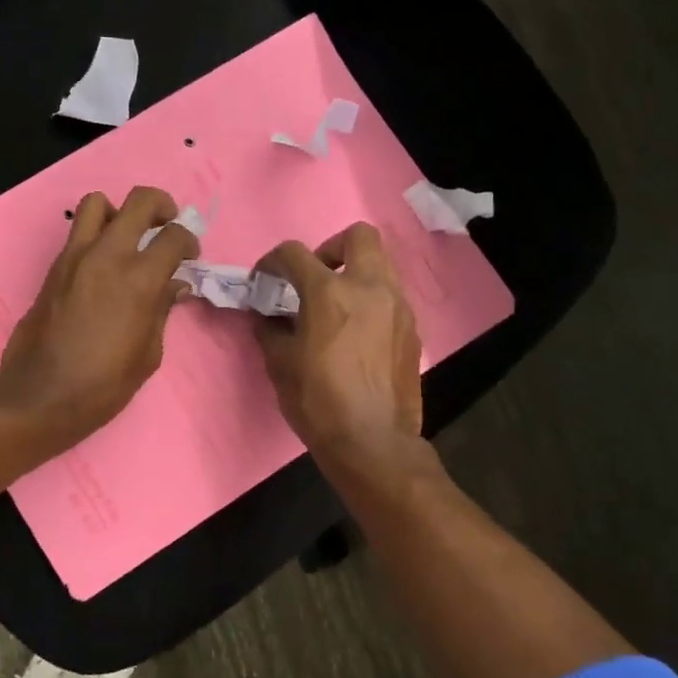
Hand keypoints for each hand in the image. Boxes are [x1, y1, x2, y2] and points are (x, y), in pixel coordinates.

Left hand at [0, 186, 199, 455]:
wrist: (42, 394)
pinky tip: (103, 265)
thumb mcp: (148, 352)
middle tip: (167, 223)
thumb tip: (174, 285)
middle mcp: (108, 255)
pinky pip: (78, 232)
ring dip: (119, 212)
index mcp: (140, 279)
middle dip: (162, 206)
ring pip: (98, 203)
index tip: (190, 256)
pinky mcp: (54, 267)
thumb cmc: (105, 383)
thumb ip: (162, 310)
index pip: (174, 236)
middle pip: (140, 201)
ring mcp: (76, 257)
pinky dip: (96, 235)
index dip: (189, 240)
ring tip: (127, 236)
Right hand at [254, 222, 425, 479]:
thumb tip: (266, 315)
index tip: (265, 279)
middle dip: (332, 247)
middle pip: (358, 236)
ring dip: (355, 273)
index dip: (272, 261)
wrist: (373, 441)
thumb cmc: (318, 402)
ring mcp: (398, 307)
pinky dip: (372, 301)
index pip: (295, 253)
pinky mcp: (412, 329)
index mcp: (330, 293)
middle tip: (316, 277)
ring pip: (381, 265)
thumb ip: (270, 329)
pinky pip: (391, 297)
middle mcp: (370, 288)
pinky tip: (358, 333)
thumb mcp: (280, 364)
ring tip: (337, 306)